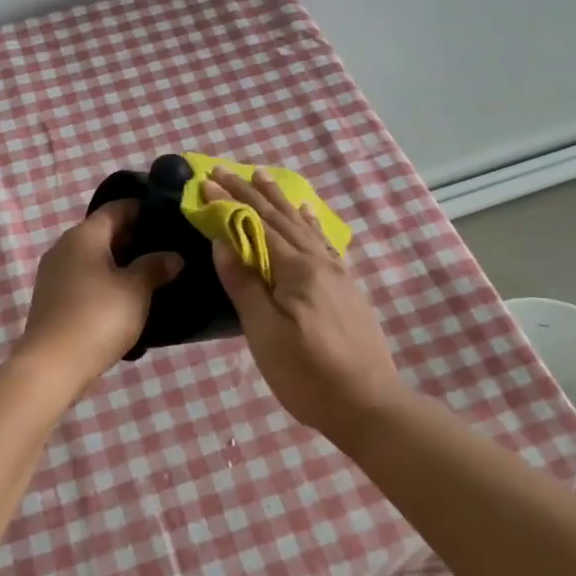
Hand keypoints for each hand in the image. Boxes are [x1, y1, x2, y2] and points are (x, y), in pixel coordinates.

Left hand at [15, 200, 182, 385]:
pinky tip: (125, 296)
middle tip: (166, 248)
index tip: (169, 217)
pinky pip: (84, 276)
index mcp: (84, 234)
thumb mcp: (136, 290)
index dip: (143, 208)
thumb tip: (173, 256)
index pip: (117, 207)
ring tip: (151, 274)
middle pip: (104, 231)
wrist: (52, 365)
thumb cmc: (98, 317)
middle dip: (134, 237)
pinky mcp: (51, 297)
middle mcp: (64, 245)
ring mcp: (54, 272)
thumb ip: (155, 266)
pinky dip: (105, 279)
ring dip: (120, 261)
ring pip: (94, 255)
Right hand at [205, 171, 403, 435]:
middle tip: (227, 170)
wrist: (369, 405)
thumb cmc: (307, 373)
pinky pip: (322, 241)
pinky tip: (307, 216)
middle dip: (251, 192)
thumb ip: (245, 284)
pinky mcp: (347, 288)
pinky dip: (308, 223)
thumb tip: (224, 241)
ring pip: (303, 225)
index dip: (230, 201)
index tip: (206, 180)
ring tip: (263, 178)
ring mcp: (337, 274)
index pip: (257, 225)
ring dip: (280, 201)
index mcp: (297, 269)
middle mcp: (319, 261)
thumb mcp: (265, 333)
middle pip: (281, 218)